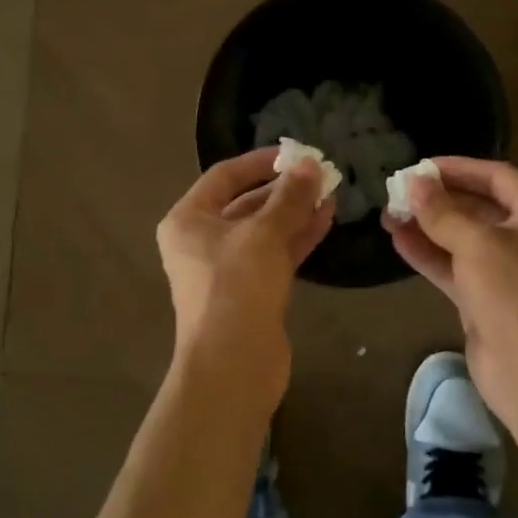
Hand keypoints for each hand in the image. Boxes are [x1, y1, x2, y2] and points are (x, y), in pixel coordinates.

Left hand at [157, 148, 333, 407]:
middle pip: (245, 203)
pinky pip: (273, 254)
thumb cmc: (236, 286)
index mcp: (188, 220)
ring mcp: (225, 269)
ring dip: (294, 212)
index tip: (295, 154)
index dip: (260, 162)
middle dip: (283, 189)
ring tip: (330, 194)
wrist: (233, 363)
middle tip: (320, 175)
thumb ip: (289, 197)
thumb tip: (310, 164)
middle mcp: (201, 241)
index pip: (224, 176)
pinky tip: (325, 220)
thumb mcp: (264, 234)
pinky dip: (296, 237)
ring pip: (263, 230)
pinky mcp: (249, 291)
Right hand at [382, 158, 517, 431]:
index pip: (497, 177)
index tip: (419, 166)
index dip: (458, 168)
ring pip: (462, 239)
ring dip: (427, 226)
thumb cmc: (516, 294)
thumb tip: (414, 182)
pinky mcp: (487, 299)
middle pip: (478, 207)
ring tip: (388, 214)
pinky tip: (398, 241)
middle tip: (397, 191)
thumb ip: (443, 212)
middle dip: (437, 200)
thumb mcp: (478, 244)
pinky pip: (455, 267)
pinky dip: (429, 255)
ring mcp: (507, 271)